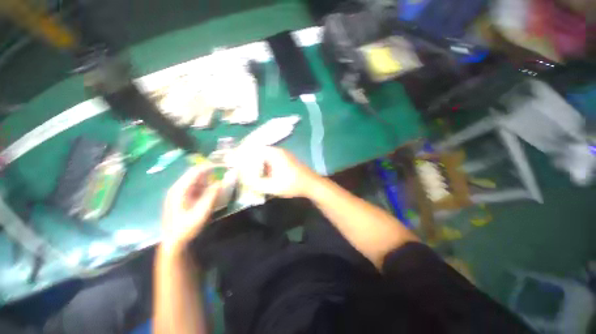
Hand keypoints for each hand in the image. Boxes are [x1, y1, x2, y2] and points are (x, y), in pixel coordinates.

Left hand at [161, 166, 220, 251]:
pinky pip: (196, 187)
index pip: (195, 171)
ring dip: (209, 181)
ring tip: (219, 186)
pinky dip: (206, 187)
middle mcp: (178, 188)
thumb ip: (211, 196)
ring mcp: (180, 192)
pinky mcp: (183, 197)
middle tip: (224, 175)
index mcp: (179, 190)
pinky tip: (211, 193)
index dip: (210, 167)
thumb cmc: (186, 228)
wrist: (173, 241)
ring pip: (197, 180)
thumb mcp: (201, 213)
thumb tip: (220, 182)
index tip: (223, 166)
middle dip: (210, 173)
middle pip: (195, 174)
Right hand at [238, 146, 319, 197]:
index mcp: (273, 153)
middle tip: (238, 169)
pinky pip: (269, 160)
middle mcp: (277, 151)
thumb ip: (256, 183)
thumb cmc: (293, 184)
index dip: (240, 155)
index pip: (251, 149)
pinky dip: (262, 166)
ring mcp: (281, 155)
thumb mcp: (273, 186)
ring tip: (246, 172)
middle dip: (246, 160)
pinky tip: (259, 174)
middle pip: (256, 152)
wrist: (311, 184)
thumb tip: (243, 179)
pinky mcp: (284, 160)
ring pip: (262, 156)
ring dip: (254, 163)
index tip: (232, 163)